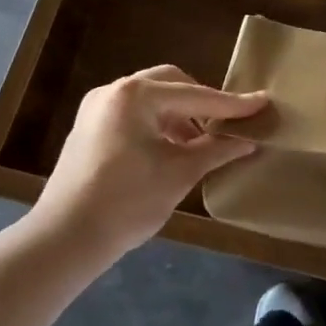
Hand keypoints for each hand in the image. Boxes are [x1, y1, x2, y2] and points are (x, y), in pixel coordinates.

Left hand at [33, 66, 266, 261]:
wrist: (63, 241)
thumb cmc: (127, 202)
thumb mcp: (180, 174)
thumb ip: (217, 150)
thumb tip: (249, 140)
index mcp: (137, 95)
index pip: (196, 95)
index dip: (231, 104)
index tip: (262, 103)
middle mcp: (114, 91)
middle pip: (171, 84)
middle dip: (201, 102)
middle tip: (226, 123)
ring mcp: (97, 109)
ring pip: (152, 99)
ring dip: (179, 115)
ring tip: (200, 143)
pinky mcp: (88, 129)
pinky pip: (133, 114)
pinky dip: (157, 124)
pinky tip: (170, 150)